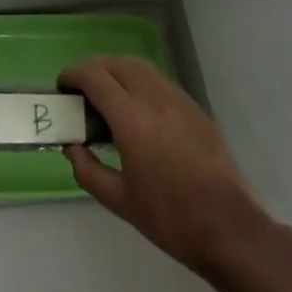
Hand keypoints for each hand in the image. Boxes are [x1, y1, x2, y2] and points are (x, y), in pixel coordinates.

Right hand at [60, 57, 269, 285]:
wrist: (229, 228)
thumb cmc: (170, 218)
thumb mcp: (120, 201)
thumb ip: (88, 171)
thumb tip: (72, 149)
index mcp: (131, 119)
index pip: (95, 77)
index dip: (74, 75)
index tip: (62, 85)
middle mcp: (154, 99)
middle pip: (118, 63)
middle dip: (95, 69)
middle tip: (82, 90)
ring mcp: (179, 100)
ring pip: (142, 67)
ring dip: (118, 71)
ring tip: (108, 95)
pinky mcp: (196, 109)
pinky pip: (160, 81)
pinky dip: (141, 82)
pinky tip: (138, 110)